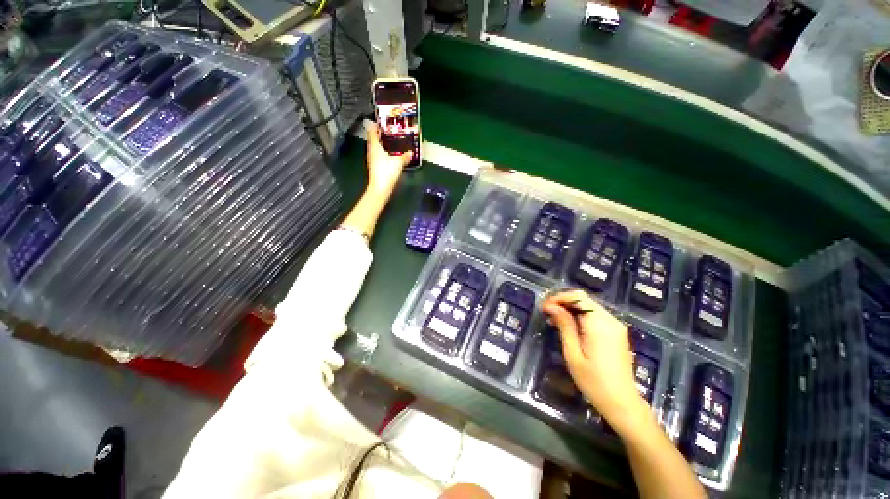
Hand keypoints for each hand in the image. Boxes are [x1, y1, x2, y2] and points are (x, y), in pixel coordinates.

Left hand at [365, 123, 412, 194]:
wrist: (380, 188)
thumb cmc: (387, 172)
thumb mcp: (398, 162)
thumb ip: (404, 156)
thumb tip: (410, 152)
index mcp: (374, 146)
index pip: (372, 132)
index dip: (375, 126)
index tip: (380, 122)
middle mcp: (371, 151)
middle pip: (373, 139)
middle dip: (379, 134)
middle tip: (387, 130)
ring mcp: (372, 160)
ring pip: (375, 148)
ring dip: (381, 143)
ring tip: (389, 141)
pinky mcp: (375, 167)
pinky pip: (378, 155)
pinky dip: (382, 152)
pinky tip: (389, 154)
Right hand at [542, 290, 650, 432]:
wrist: (622, 403)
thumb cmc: (594, 382)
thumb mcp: (573, 354)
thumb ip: (564, 326)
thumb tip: (552, 306)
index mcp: (599, 324)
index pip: (578, 297)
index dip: (559, 298)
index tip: (544, 308)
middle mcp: (610, 320)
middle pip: (583, 300)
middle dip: (563, 303)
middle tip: (547, 314)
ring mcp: (616, 326)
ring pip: (589, 307)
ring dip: (570, 310)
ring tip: (555, 321)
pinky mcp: (617, 333)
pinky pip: (596, 316)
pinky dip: (580, 317)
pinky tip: (570, 328)